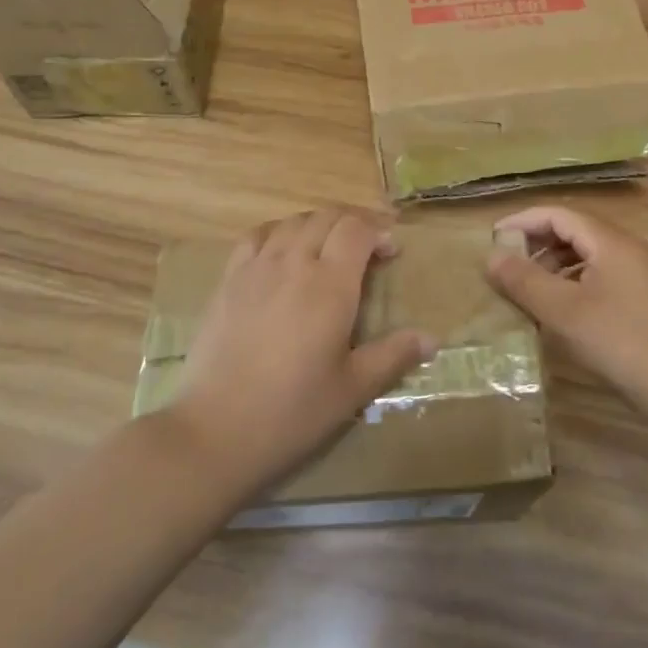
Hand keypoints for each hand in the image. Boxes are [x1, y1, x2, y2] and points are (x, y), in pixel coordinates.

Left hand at [165, 207, 434, 492]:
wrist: (215, 431)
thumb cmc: (292, 412)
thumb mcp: (352, 388)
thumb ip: (393, 356)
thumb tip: (432, 339)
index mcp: (330, 285)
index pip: (357, 229)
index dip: (379, 230)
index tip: (392, 250)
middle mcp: (294, 263)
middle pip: (327, 217)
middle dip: (354, 222)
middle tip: (369, 245)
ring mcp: (257, 268)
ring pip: (293, 221)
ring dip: (319, 224)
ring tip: (330, 246)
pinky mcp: (229, 281)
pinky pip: (257, 236)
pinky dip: (280, 231)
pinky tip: (284, 251)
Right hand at [486, 204, 647, 415]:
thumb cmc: (617, 340)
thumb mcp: (562, 310)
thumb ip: (524, 280)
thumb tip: (491, 257)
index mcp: (609, 240)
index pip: (558, 214)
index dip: (523, 222)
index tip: (494, 238)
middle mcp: (624, 246)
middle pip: (572, 230)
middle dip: (536, 243)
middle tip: (506, 264)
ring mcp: (635, 271)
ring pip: (583, 253)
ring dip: (551, 263)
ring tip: (525, 287)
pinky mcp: (638, 294)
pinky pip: (595, 273)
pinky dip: (569, 280)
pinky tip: (555, 306)